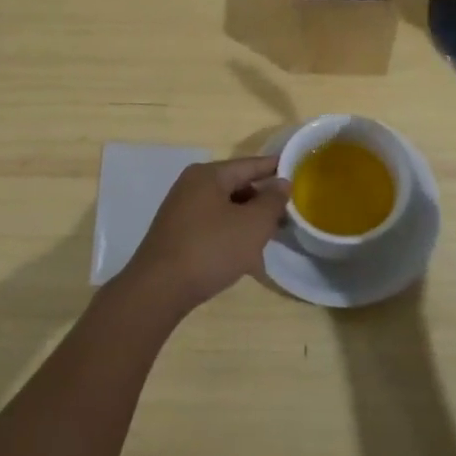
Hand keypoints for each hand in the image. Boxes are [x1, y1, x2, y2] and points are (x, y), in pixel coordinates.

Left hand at [123, 156, 291, 314]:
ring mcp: (181, 211)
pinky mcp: (177, 235)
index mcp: (208, 175)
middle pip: (237, 186)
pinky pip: (213, 227)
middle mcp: (192, 186)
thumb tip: (281, 183)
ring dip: (248, 221)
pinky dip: (231, 235)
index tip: (298, 172)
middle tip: (288, 214)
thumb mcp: (253, 225)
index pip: (250, 164)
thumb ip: (272, 201)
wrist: (158, 290)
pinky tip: (245, 257)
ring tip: (270, 237)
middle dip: (262, 200)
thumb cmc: (210, 249)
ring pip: (225, 209)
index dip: (275, 168)